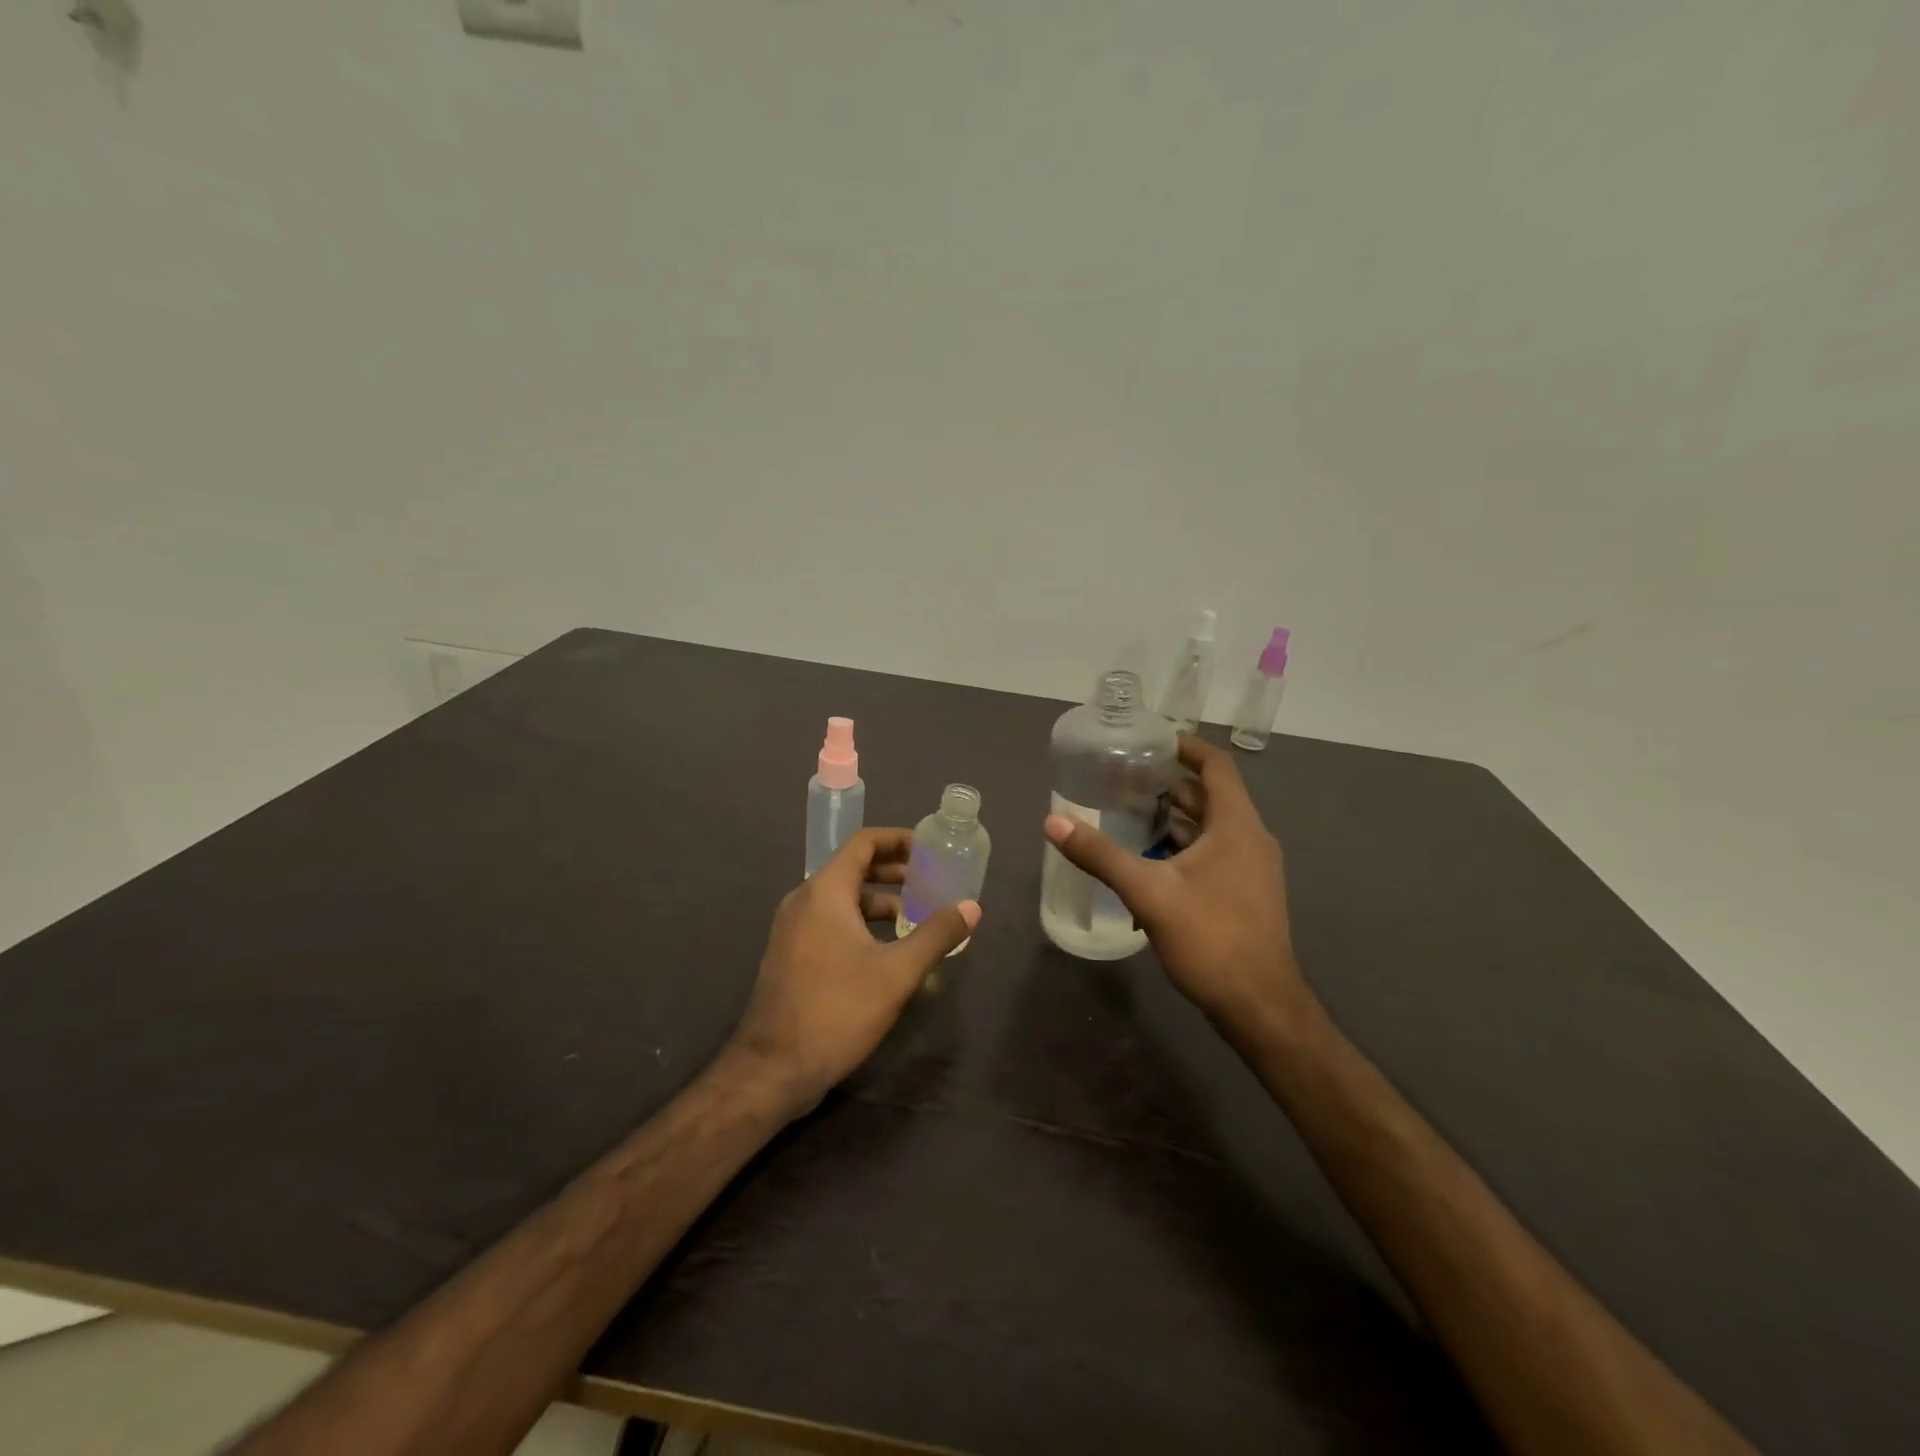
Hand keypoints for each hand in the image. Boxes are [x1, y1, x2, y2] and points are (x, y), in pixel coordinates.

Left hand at [727, 827, 980, 1114]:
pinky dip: (860, 922)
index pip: (863, 843)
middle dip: (894, 871)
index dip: (898, 839)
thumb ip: (936, 935)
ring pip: (842, 898)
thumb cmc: (837, 1010)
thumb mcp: (896, 972)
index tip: (930, 849)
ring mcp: (793, 929)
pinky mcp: (791, 954)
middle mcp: (804, 900)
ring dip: (879, 900)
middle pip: (853, 868)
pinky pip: (830, 921)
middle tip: (931, 882)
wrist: (772, 1069)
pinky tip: (886, 949)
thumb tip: (972, 907)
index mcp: (825, 891)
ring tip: (916, 917)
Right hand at [1043, 736, 1308, 1041]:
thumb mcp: (1149, 893)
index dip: (1185, 747)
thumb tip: (1053, 821)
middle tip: (1122, 778)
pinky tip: (1146, 860)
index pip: (1216, 766)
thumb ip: (1100, 855)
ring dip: (1171, 818)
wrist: (1259, 1007)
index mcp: (1237, 826)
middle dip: (1167, 784)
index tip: (1149, 740)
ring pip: (1208, 828)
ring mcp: (1250, 869)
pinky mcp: (1244, 893)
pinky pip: (1211, 853)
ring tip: (1125, 813)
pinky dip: (1180, 847)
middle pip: (1208, 796)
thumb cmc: (1211, 939)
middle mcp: (1250, 839)